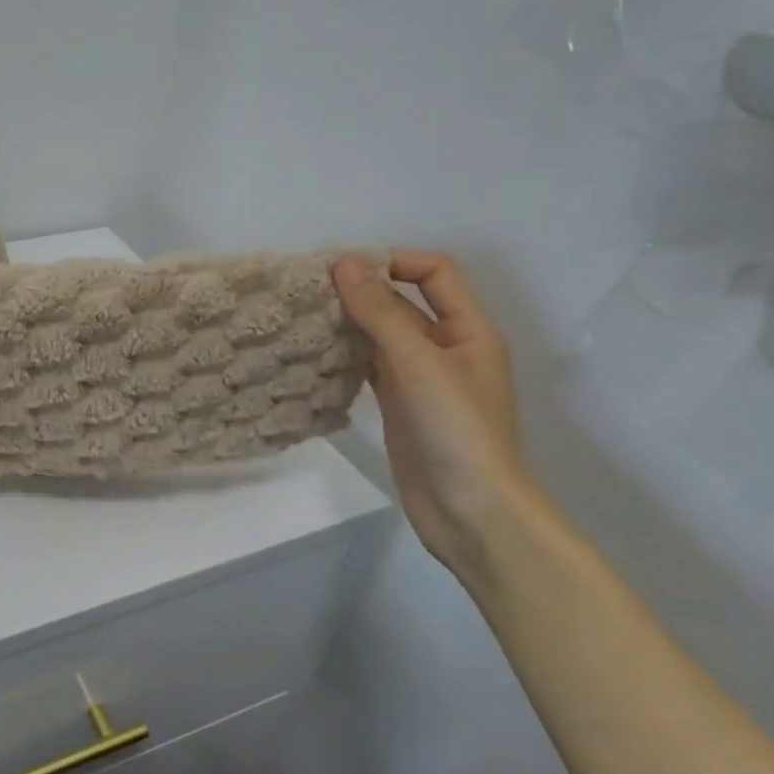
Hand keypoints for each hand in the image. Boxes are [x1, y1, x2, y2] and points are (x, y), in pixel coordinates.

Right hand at [333, 251, 535, 575]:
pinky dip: (346, 355)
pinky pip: (370, 367)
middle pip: (403, 303)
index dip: (393, 261)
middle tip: (309, 291)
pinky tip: (315, 353)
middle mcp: (446, 348)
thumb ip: (380, 314)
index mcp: (468, 330)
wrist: (469, 511)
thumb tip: (344, 264)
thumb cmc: (456, 431)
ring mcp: (421, 379)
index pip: (434, 273)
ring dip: (350, 323)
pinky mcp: (399, 405)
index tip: (343, 268)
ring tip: (304, 317)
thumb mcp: (419, 364)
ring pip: (382, 336)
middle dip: (362, 292)